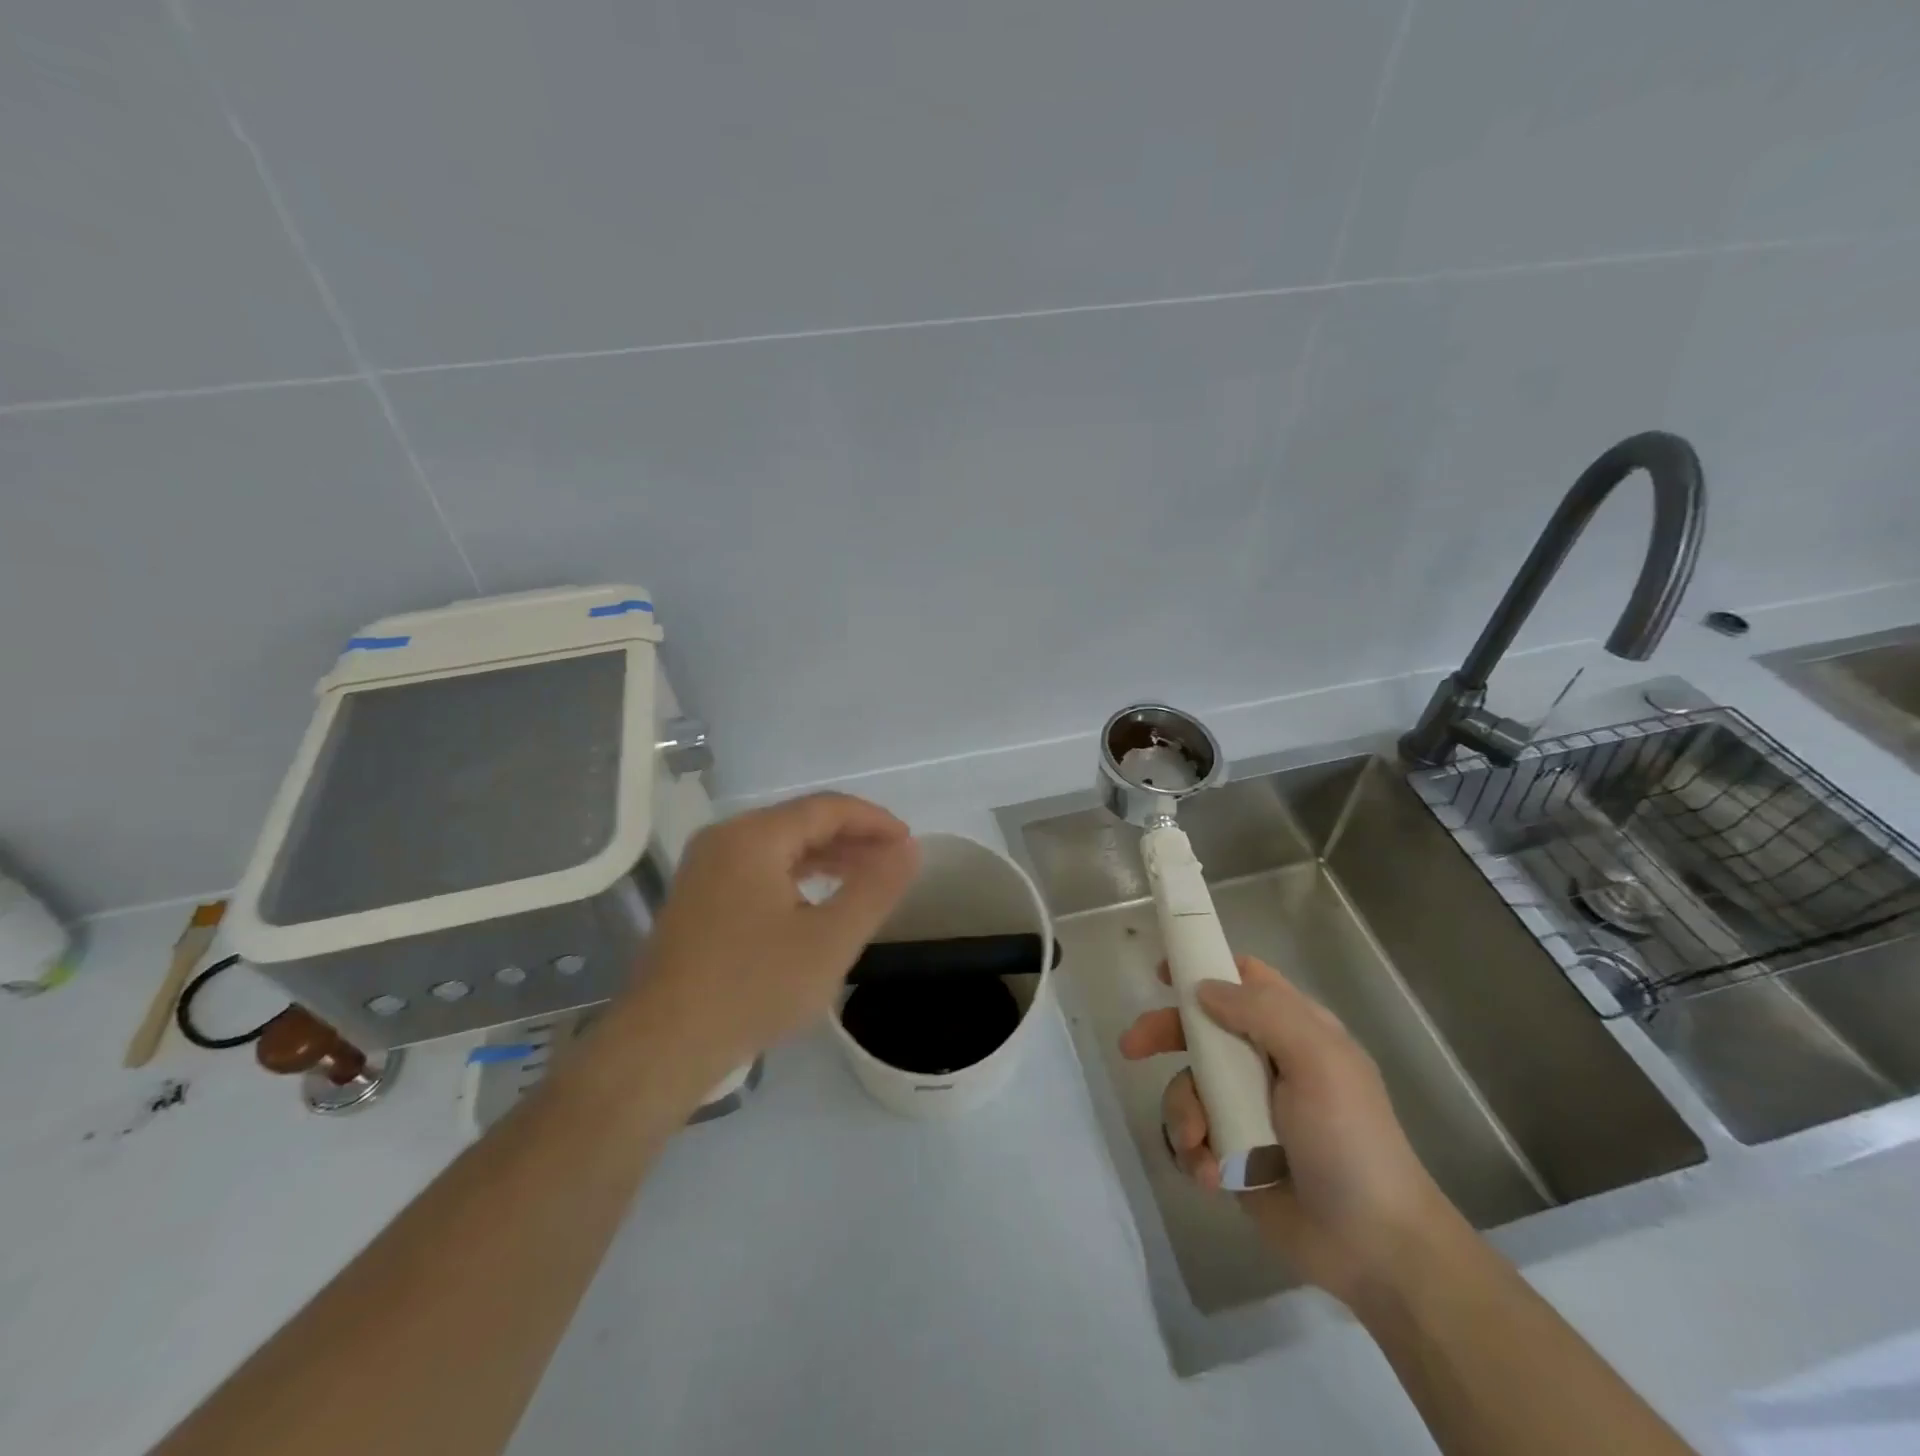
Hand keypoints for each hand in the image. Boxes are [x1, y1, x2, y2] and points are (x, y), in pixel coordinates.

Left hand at [636, 792, 919, 1070]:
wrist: (664, 1045)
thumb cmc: (754, 987)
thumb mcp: (831, 939)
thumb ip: (876, 888)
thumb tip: (909, 849)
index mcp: (754, 837)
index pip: (827, 808)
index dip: (874, 821)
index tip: (908, 844)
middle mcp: (724, 839)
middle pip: (801, 822)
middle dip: (852, 839)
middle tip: (892, 864)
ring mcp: (705, 868)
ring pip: (779, 846)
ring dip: (825, 857)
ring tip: (864, 880)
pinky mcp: (697, 897)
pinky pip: (758, 869)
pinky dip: (796, 876)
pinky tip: (816, 901)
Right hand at [1119, 955, 1461, 1306]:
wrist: (1373, 1249)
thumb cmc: (1351, 1141)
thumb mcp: (1318, 1062)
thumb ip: (1262, 1013)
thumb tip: (1203, 988)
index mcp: (1294, 1030)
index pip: (1244, 979)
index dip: (1204, 967)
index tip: (1162, 974)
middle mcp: (1266, 1061)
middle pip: (1200, 1027)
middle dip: (1164, 1034)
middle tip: (1131, 1047)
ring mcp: (1246, 1107)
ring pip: (1188, 1083)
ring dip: (1183, 1112)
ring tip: (1201, 1146)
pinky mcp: (1232, 1151)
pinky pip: (1191, 1134)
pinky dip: (1193, 1151)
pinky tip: (1212, 1175)